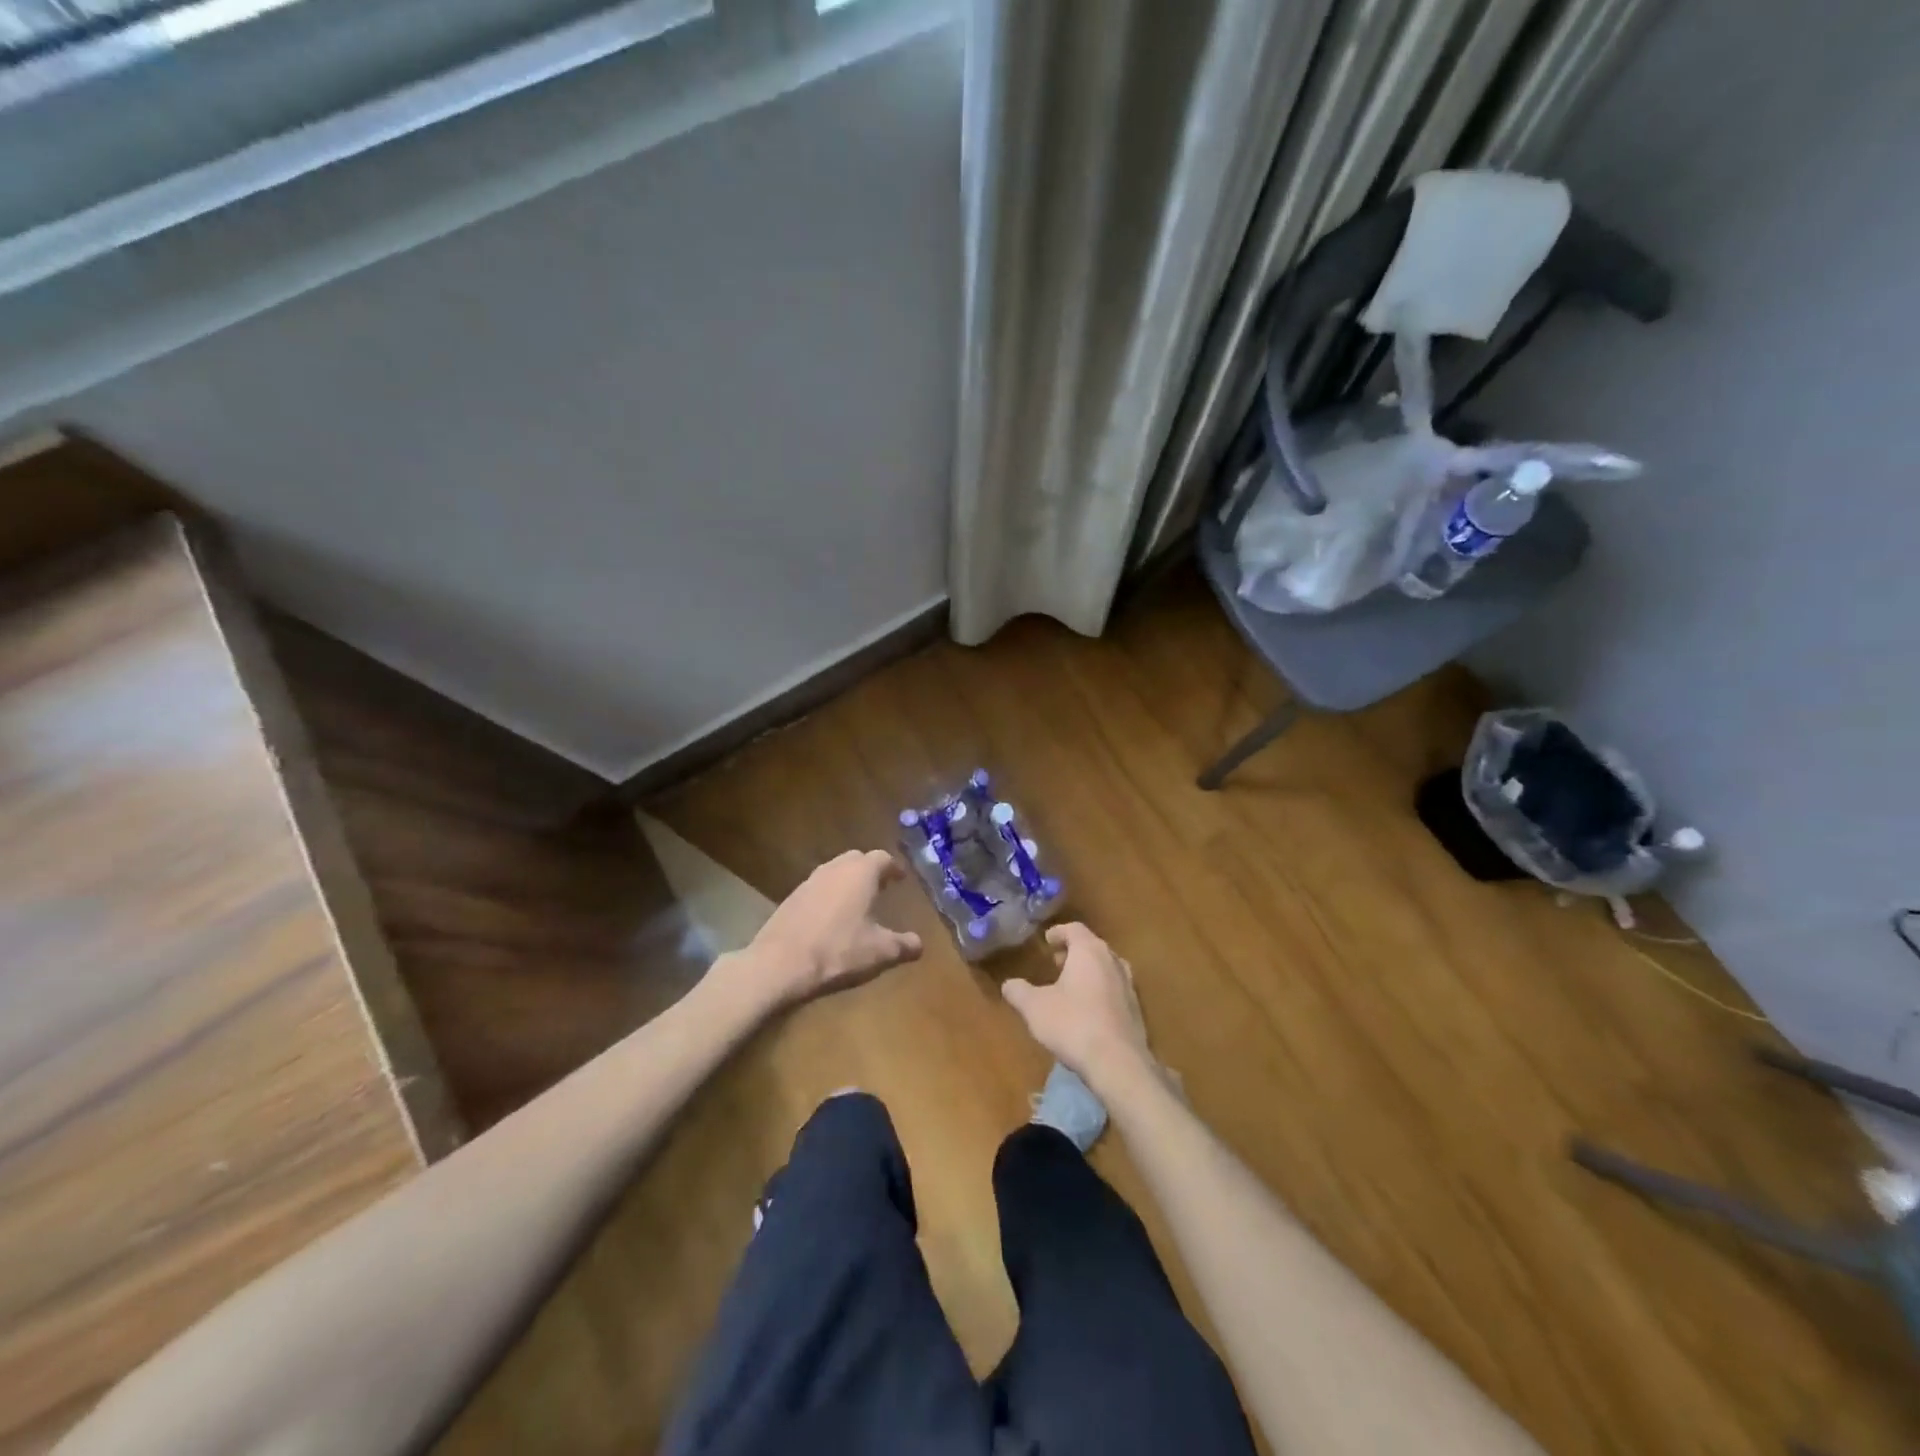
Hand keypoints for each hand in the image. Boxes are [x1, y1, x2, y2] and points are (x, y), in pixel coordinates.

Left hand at [739, 850, 922, 1006]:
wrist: (779, 963)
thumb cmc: (838, 950)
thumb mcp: (879, 952)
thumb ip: (903, 945)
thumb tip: (920, 944)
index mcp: (861, 873)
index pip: (882, 858)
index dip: (894, 868)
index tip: (901, 878)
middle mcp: (835, 868)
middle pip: (856, 859)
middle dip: (870, 870)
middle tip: (881, 886)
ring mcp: (809, 881)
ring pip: (835, 871)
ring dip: (848, 881)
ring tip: (857, 901)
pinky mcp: (791, 898)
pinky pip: (818, 888)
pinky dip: (829, 895)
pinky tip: (831, 917)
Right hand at [1001, 923, 1156, 1094]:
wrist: (1118, 1063)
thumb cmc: (1073, 1024)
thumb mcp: (1034, 1007)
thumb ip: (1019, 992)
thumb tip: (1008, 984)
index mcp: (1090, 951)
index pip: (1074, 929)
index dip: (1058, 932)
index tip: (1046, 941)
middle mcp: (1113, 961)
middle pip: (1092, 947)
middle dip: (1073, 952)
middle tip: (1056, 962)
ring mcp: (1129, 986)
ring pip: (1106, 968)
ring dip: (1088, 972)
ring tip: (1070, 986)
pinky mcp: (1137, 1010)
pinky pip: (1114, 990)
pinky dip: (1099, 991)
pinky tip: (1087, 1011)